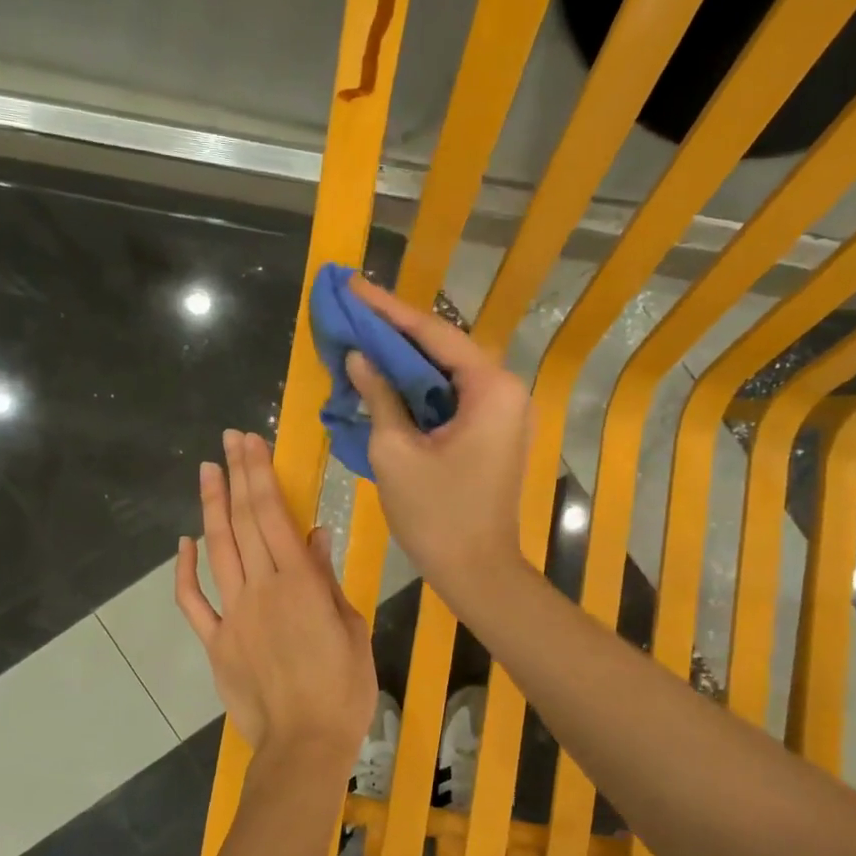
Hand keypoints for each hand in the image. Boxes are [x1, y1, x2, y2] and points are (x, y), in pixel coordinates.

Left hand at [175, 430, 376, 776]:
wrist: (304, 745)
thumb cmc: (343, 689)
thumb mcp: (351, 628)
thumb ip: (327, 579)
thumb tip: (314, 534)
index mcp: (300, 583)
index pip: (274, 515)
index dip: (260, 475)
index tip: (251, 443)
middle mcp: (261, 588)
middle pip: (244, 521)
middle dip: (236, 475)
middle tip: (229, 440)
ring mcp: (233, 614)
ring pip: (218, 550)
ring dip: (211, 507)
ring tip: (207, 471)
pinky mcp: (216, 641)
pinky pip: (193, 600)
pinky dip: (184, 569)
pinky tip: (184, 542)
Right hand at [343, 279, 532, 605]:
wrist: (477, 570)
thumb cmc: (436, 514)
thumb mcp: (396, 451)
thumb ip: (379, 395)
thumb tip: (359, 357)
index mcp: (490, 388)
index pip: (432, 333)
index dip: (387, 309)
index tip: (352, 285)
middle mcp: (505, 391)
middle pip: (442, 348)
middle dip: (394, 331)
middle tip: (351, 310)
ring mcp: (502, 413)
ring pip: (445, 374)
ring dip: (404, 361)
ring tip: (360, 338)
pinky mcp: (492, 433)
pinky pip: (451, 399)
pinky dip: (418, 390)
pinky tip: (384, 380)